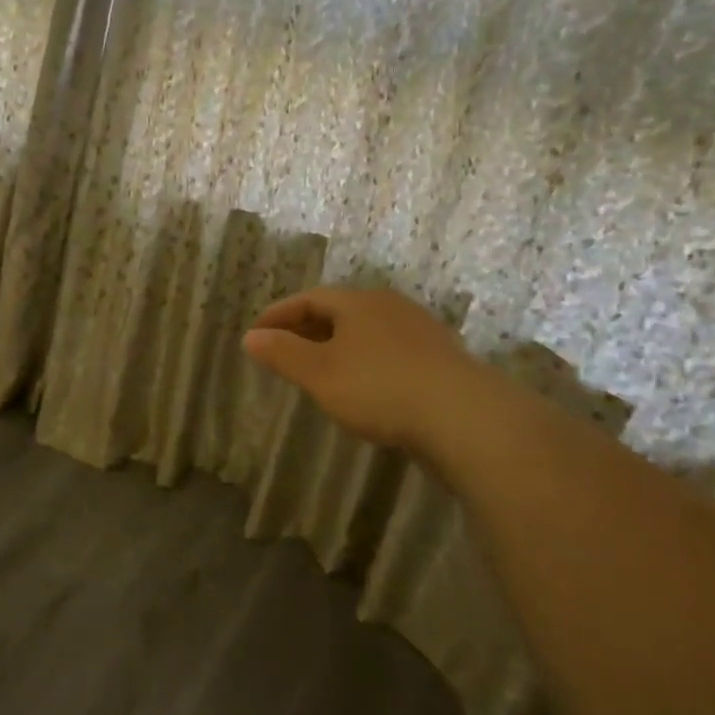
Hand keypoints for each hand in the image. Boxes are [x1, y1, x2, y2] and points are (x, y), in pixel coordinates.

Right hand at [241, 287, 491, 456]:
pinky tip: (364, 384)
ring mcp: (420, 330)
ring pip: (367, 330)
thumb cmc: (379, 388)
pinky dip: (366, 359)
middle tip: (284, 349)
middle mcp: (389, 306)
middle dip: (307, 327)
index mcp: (357, 302)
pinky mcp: (440, 357)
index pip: (309, 298)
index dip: (279, 314)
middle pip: (339, 310)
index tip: (256, 332)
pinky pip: (389, 349)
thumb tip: (251, 337)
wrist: (464, 417)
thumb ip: (282, 354)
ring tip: (320, 367)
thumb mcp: (319, 373)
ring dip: (338, 344)